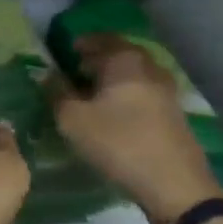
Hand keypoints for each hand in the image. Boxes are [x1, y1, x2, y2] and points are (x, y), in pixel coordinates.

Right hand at [53, 35, 222, 223]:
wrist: (175, 184)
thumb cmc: (119, 143)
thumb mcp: (73, 120)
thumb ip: (57, 93)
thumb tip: (47, 75)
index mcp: (125, 60)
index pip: (100, 39)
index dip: (80, 43)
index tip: (64, 52)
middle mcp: (149, 67)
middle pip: (120, 54)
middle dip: (97, 60)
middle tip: (76, 72)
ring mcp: (166, 90)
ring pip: (133, 74)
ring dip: (113, 79)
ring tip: (92, 94)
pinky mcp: (174, 114)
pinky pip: (144, 92)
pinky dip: (127, 94)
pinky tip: (115, 113)